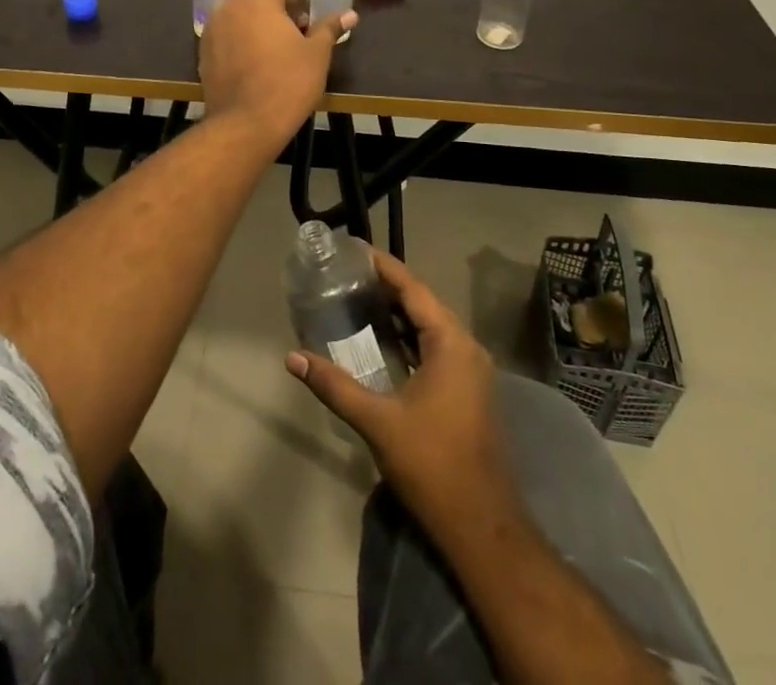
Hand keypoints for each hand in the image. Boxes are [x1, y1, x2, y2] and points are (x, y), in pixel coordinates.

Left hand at [199, 0, 356, 146]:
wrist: (244, 125)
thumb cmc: (286, 82)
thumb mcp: (316, 53)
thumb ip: (329, 27)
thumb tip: (349, 14)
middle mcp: (229, 4)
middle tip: (312, 5)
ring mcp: (213, 28)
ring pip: (245, 11)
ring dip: (268, 14)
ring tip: (295, 29)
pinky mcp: (206, 51)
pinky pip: (233, 30)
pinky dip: (251, 31)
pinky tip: (270, 48)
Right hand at [286, 249, 512, 529]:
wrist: (482, 527)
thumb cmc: (433, 465)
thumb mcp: (378, 422)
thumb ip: (335, 385)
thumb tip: (293, 357)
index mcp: (452, 344)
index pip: (414, 289)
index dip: (384, 266)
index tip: (355, 248)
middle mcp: (467, 348)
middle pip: (424, 302)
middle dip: (388, 285)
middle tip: (348, 272)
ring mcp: (472, 370)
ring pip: (431, 325)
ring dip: (400, 310)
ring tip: (360, 296)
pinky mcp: (468, 390)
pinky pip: (437, 345)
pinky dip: (410, 334)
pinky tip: (385, 339)